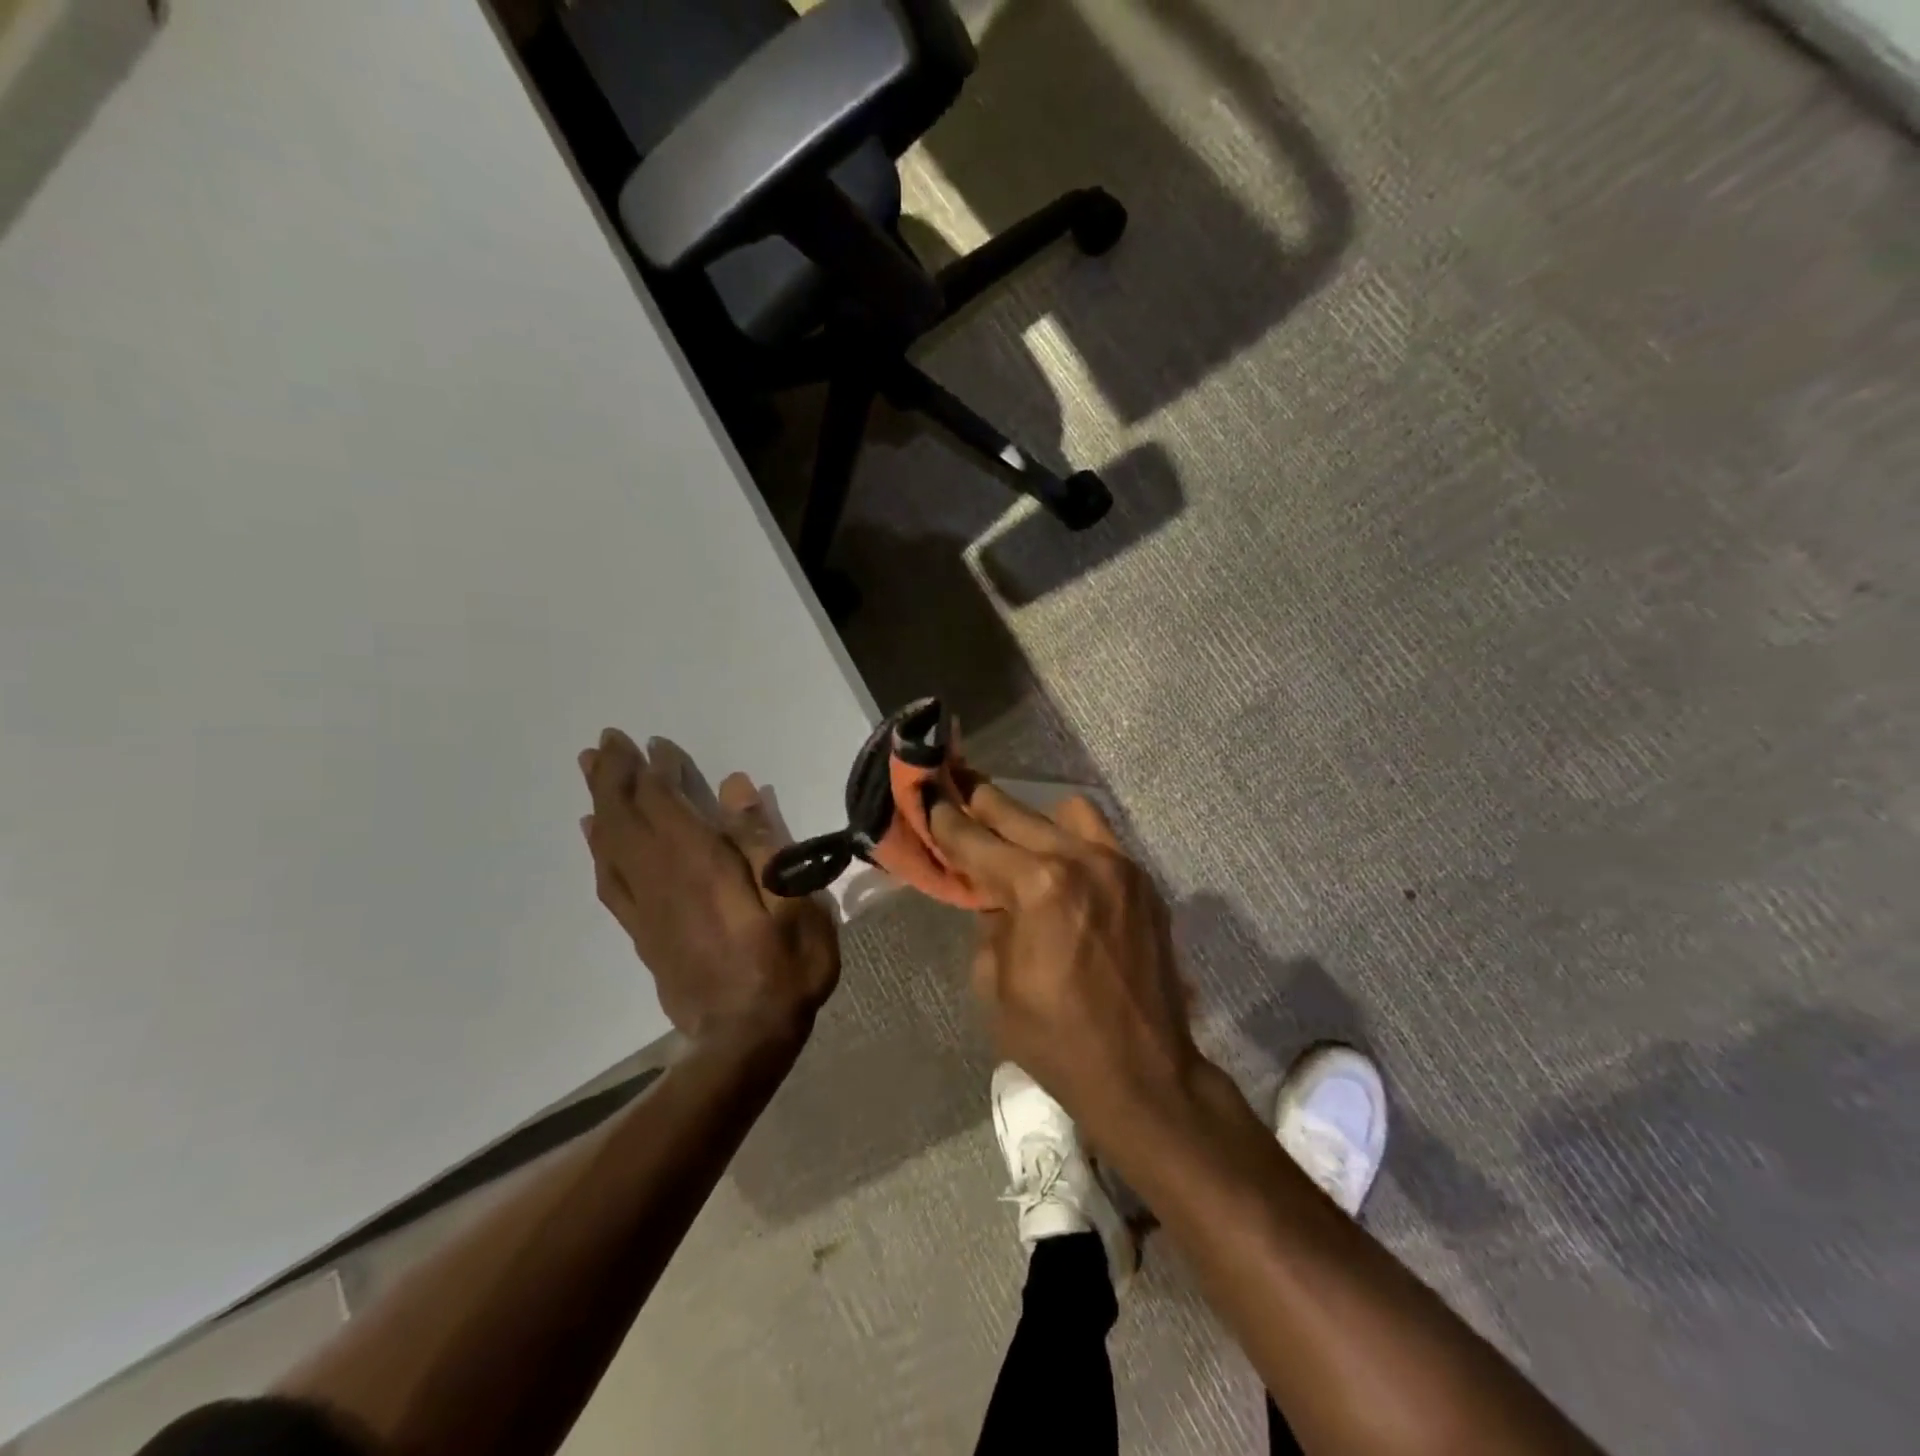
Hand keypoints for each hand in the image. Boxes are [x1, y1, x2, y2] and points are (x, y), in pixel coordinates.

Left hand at [578, 729, 839, 1047]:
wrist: (743, 1041)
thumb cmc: (785, 967)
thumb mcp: (796, 900)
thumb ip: (764, 840)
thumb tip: (735, 786)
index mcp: (700, 864)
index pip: (664, 803)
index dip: (654, 769)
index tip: (651, 742)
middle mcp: (663, 878)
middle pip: (626, 816)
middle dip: (614, 775)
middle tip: (603, 742)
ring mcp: (647, 907)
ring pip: (610, 844)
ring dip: (599, 803)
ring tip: (589, 772)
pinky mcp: (642, 932)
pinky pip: (609, 881)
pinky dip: (598, 850)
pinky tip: (594, 835)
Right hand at [926, 781, 1199, 1141]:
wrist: (1142, 1073)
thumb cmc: (1055, 1038)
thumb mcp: (994, 984)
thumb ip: (988, 923)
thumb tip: (993, 894)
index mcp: (1038, 887)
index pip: (977, 839)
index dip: (944, 818)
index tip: (926, 794)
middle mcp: (1082, 860)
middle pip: (1018, 812)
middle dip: (981, 803)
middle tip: (956, 793)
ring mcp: (1120, 866)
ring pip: (1068, 811)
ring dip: (1034, 819)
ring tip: (1017, 842)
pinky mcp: (1144, 881)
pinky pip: (1100, 838)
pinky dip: (1072, 841)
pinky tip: (1060, 870)